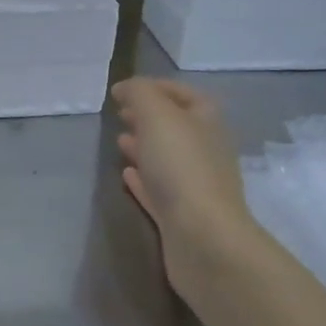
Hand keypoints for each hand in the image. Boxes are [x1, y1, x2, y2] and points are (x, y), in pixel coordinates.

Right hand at [112, 78, 253, 296]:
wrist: (202, 237)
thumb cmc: (181, 168)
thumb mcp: (157, 116)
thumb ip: (140, 94)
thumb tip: (125, 88)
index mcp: (206, 123)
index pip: (184, 95)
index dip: (156, 88)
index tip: (122, 91)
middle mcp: (206, 151)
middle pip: (176, 127)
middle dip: (148, 118)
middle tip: (120, 114)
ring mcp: (195, 185)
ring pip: (167, 158)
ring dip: (144, 147)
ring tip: (119, 141)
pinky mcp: (180, 216)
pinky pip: (158, 190)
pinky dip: (142, 179)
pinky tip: (126, 175)